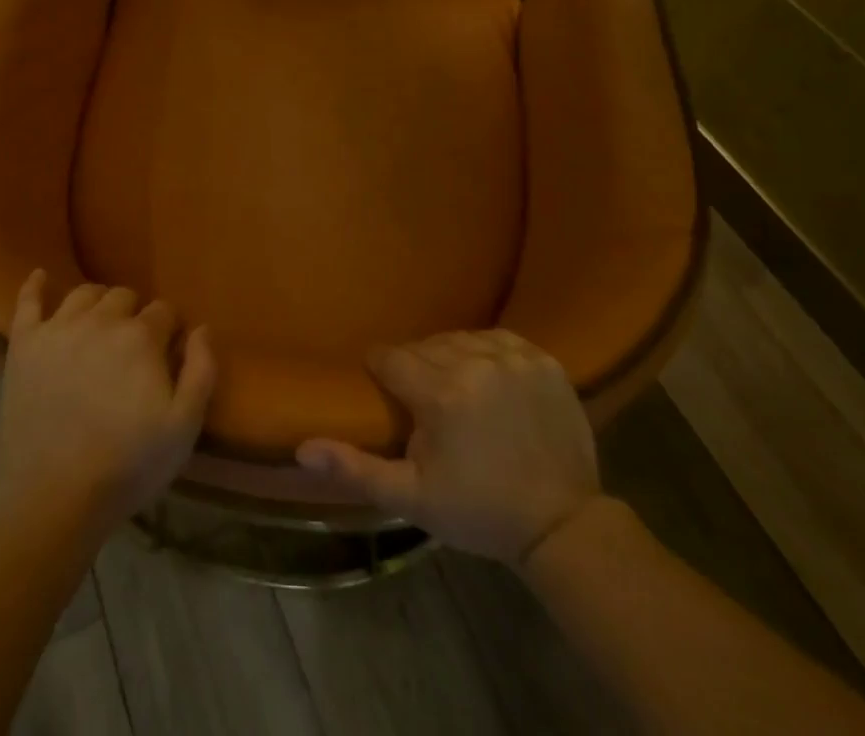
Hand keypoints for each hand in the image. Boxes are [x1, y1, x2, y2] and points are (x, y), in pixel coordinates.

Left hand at [0, 271, 215, 536]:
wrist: (52, 498)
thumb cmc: (127, 465)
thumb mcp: (183, 427)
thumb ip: (202, 371)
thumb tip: (203, 328)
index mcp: (141, 336)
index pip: (164, 311)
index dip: (170, 331)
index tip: (168, 354)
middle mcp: (99, 320)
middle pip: (124, 296)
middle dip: (135, 315)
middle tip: (134, 348)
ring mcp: (58, 329)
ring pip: (84, 294)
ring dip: (98, 303)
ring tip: (101, 325)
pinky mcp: (24, 345)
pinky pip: (28, 301)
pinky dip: (35, 285)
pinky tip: (41, 276)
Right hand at [295, 330, 600, 563]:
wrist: (562, 525)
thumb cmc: (479, 511)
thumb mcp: (412, 498)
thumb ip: (356, 468)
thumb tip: (302, 447)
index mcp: (441, 394)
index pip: (392, 358)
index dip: (383, 372)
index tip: (386, 389)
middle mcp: (476, 363)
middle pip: (426, 345)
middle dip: (416, 367)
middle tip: (422, 399)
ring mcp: (514, 358)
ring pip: (460, 338)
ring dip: (450, 356)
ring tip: (453, 387)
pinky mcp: (544, 360)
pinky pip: (498, 338)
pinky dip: (486, 352)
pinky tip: (485, 376)